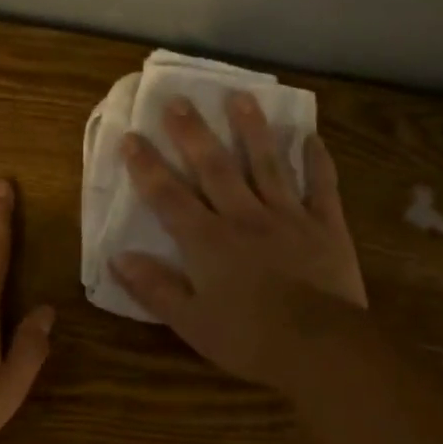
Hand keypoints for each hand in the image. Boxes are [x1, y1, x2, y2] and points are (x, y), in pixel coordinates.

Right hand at [110, 93, 366, 391]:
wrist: (320, 347)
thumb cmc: (249, 339)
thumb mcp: (190, 323)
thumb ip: (155, 288)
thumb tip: (118, 258)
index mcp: (207, 241)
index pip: (168, 196)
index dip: (146, 167)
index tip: (131, 136)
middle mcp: (244, 217)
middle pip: (214, 167)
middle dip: (193, 133)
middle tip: (178, 100)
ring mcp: (288, 216)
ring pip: (266, 164)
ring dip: (252, 129)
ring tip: (240, 97)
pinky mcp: (325, 226)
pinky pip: (321, 185)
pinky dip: (316, 160)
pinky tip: (311, 136)